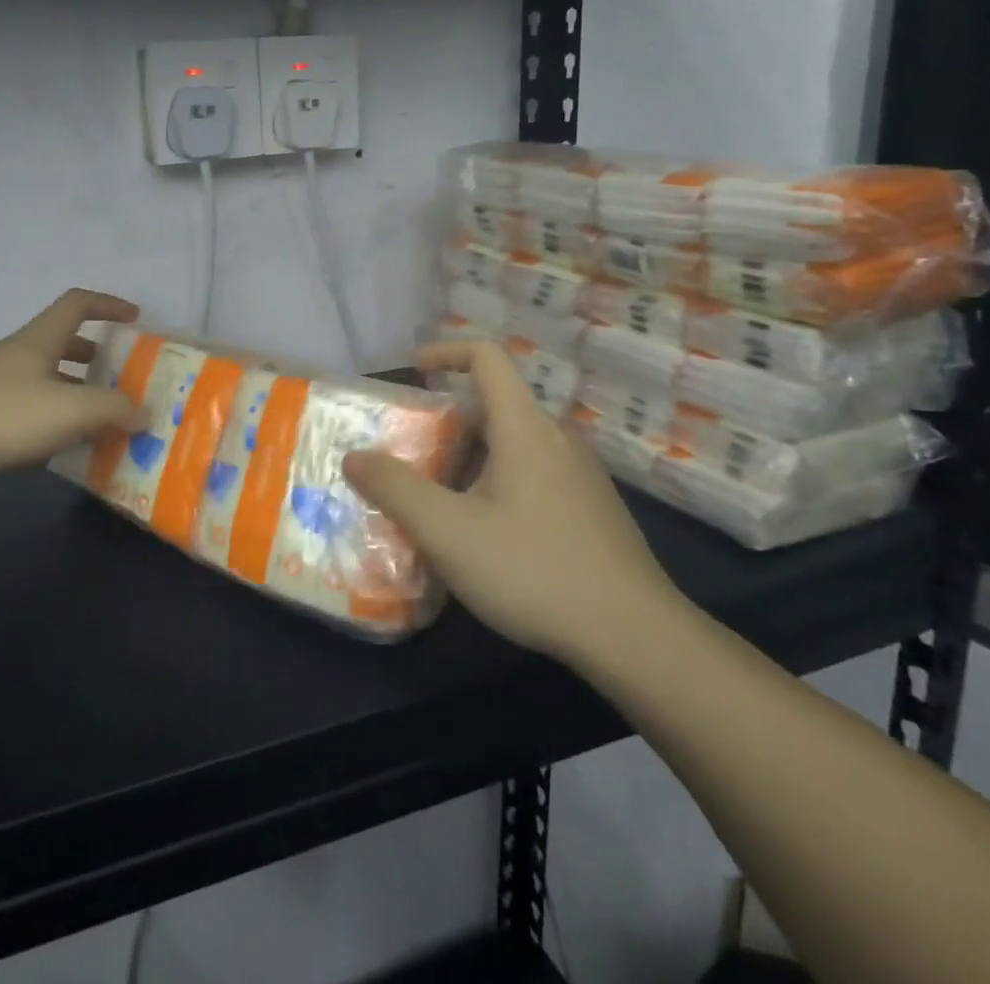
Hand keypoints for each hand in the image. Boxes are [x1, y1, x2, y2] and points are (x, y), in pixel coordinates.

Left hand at [0, 289, 143, 478]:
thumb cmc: (6, 416)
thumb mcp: (71, 410)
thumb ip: (115, 409)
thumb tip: (146, 413)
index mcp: (40, 339)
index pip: (77, 304)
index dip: (108, 304)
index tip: (134, 317)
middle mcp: (19, 354)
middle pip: (63, 340)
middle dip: (96, 353)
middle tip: (121, 374)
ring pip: (47, 375)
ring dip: (76, 388)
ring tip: (101, 415)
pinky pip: (31, 404)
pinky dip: (55, 414)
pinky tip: (65, 442)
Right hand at [342, 341, 683, 663]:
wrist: (636, 638)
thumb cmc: (534, 570)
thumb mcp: (447, 531)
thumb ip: (395, 489)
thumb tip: (354, 457)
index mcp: (525, 428)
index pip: (487, 357)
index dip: (446, 351)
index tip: (413, 371)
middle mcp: (557, 439)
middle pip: (495, 404)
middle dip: (447, 419)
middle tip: (411, 452)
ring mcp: (581, 475)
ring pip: (514, 443)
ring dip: (471, 455)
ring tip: (440, 497)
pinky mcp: (592, 509)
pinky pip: (535, 472)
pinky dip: (499, 480)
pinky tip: (486, 534)